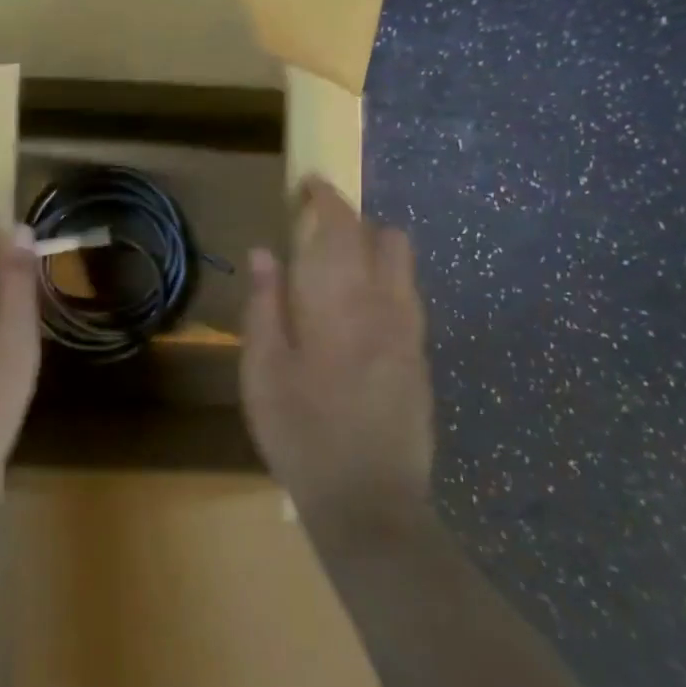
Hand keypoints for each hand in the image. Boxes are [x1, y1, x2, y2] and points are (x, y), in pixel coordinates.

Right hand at [240, 176, 433, 523]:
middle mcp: (387, 305)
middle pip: (388, 238)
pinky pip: (409, 300)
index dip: (327, 197)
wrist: (369, 502)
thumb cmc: (301, 431)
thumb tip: (265, 252)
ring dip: (376, 252)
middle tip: (318, 234)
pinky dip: (386, 285)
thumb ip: (264, 305)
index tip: (308, 184)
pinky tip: (357, 316)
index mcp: (342, 301)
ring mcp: (412, 334)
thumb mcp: (263, 370)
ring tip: (338, 273)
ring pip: (405, 268)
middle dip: (356, 222)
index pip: (343, 226)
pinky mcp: (422, 361)